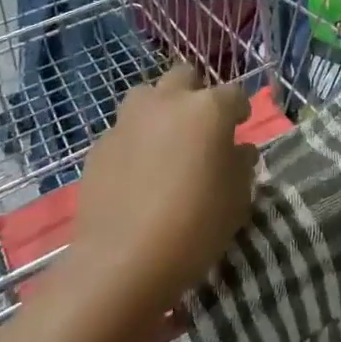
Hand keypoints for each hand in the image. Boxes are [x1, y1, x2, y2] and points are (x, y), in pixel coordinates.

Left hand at [71, 66, 256, 315]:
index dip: (239, 112)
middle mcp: (168, 102)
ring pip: (147, 95)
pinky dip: (134, 142)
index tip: (239, 130)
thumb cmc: (194, 228)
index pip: (234, 95)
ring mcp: (128, 120)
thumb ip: (241, 165)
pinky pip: (123, 131)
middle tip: (199, 129)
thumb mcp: (237, 200)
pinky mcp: (99, 145)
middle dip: (195, 95)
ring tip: (164, 144)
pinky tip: (136, 174)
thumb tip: (238, 150)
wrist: (121, 264)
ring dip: (159, 110)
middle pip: (185, 77)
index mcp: (208, 109)